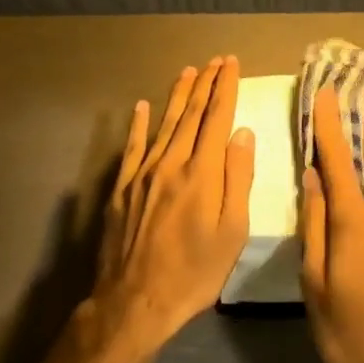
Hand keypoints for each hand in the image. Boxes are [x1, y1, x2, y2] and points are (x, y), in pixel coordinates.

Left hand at [92, 57, 254, 356]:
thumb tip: (242, 133)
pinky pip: (133, 147)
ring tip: (188, 71)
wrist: (134, 302)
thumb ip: (238, 178)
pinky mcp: (121, 188)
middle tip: (215, 60)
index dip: (225, 88)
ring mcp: (143, 173)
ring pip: (164, 124)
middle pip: (191, 114)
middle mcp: (171, 163)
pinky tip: (141, 106)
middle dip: (205, 84)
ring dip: (178, 95)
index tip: (231, 63)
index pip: (217, 118)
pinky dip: (138, 124)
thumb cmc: (194, 273)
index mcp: (202, 173)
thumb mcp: (232, 232)